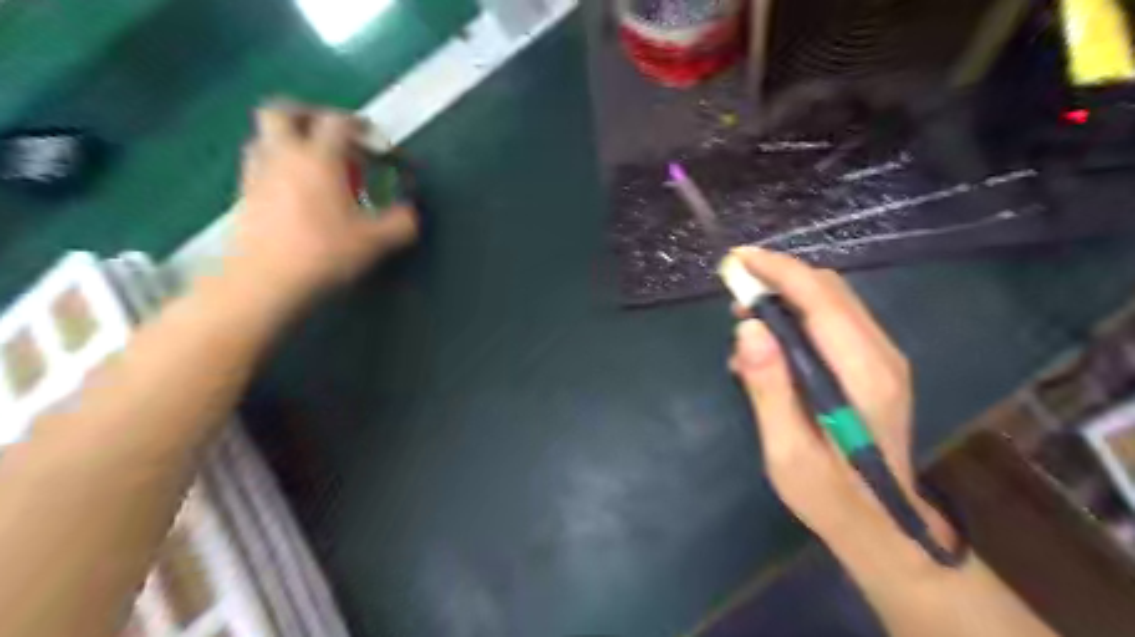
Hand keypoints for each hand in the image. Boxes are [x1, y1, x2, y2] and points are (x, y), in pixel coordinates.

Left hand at [225, 100, 417, 302]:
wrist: (265, 281)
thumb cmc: (324, 253)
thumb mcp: (376, 241)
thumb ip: (401, 223)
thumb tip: (410, 213)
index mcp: (318, 159)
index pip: (337, 123)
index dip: (359, 125)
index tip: (374, 139)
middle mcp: (283, 156)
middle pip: (282, 111)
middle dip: (309, 114)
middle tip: (331, 133)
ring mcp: (257, 173)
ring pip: (265, 136)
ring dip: (288, 139)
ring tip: (312, 163)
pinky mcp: (243, 195)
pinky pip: (259, 164)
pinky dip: (277, 165)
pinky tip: (295, 190)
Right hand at [727, 249, 951, 557]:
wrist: (881, 523)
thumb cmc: (828, 494)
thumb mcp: (786, 450)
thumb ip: (768, 388)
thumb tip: (748, 327)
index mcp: (862, 374)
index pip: (821, 299)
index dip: (778, 271)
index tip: (738, 260)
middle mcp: (881, 355)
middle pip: (829, 290)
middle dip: (778, 280)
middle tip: (735, 301)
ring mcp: (883, 358)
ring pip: (832, 300)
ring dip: (786, 297)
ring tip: (746, 325)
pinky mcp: (875, 364)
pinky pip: (834, 320)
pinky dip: (798, 316)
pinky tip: (771, 346)